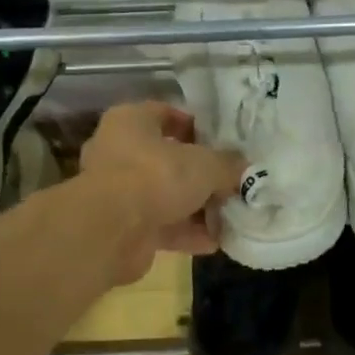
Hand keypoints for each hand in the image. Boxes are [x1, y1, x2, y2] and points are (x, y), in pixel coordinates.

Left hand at [79, 101, 247, 284]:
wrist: (111, 231)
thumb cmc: (157, 176)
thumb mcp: (206, 164)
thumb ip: (227, 164)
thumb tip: (242, 167)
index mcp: (131, 121)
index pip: (166, 113)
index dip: (196, 126)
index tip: (222, 141)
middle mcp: (118, 152)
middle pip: (167, 158)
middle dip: (199, 173)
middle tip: (229, 181)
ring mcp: (117, 191)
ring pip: (165, 195)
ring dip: (196, 207)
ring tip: (229, 215)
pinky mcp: (122, 226)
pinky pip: (161, 225)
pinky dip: (186, 233)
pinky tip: (215, 241)